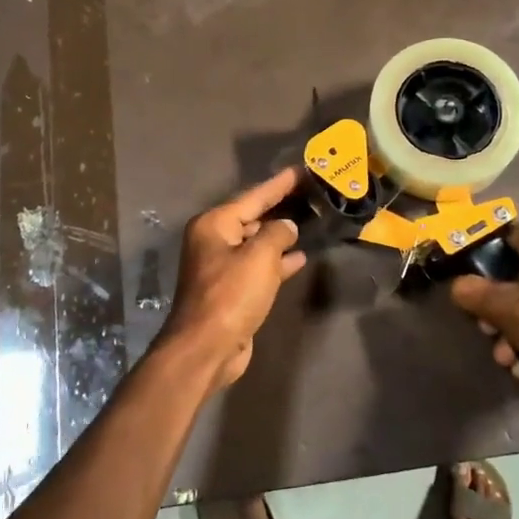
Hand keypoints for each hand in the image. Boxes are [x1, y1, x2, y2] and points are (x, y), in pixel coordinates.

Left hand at [156, 167, 307, 388]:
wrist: (206, 348)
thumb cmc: (231, 295)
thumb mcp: (260, 257)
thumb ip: (278, 234)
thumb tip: (287, 227)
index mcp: (214, 225)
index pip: (253, 196)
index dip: (279, 184)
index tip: (301, 170)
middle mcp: (214, 241)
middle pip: (253, 217)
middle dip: (281, 207)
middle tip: (311, 194)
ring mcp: (222, 267)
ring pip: (258, 243)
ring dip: (281, 235)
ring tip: (311, 221)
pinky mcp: (232, 290)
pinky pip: (259, 266)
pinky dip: (278, 261)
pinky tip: (301, 257)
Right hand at [449, 225, 518, 397]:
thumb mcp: (507, 310)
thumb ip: (474, 294)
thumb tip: (457, 286)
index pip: (504, 238)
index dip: (482, 259)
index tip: (471, 283)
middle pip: (516, 275)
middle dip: (498, 309)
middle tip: (488, 331)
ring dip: (515, 330)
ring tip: (509, 359)